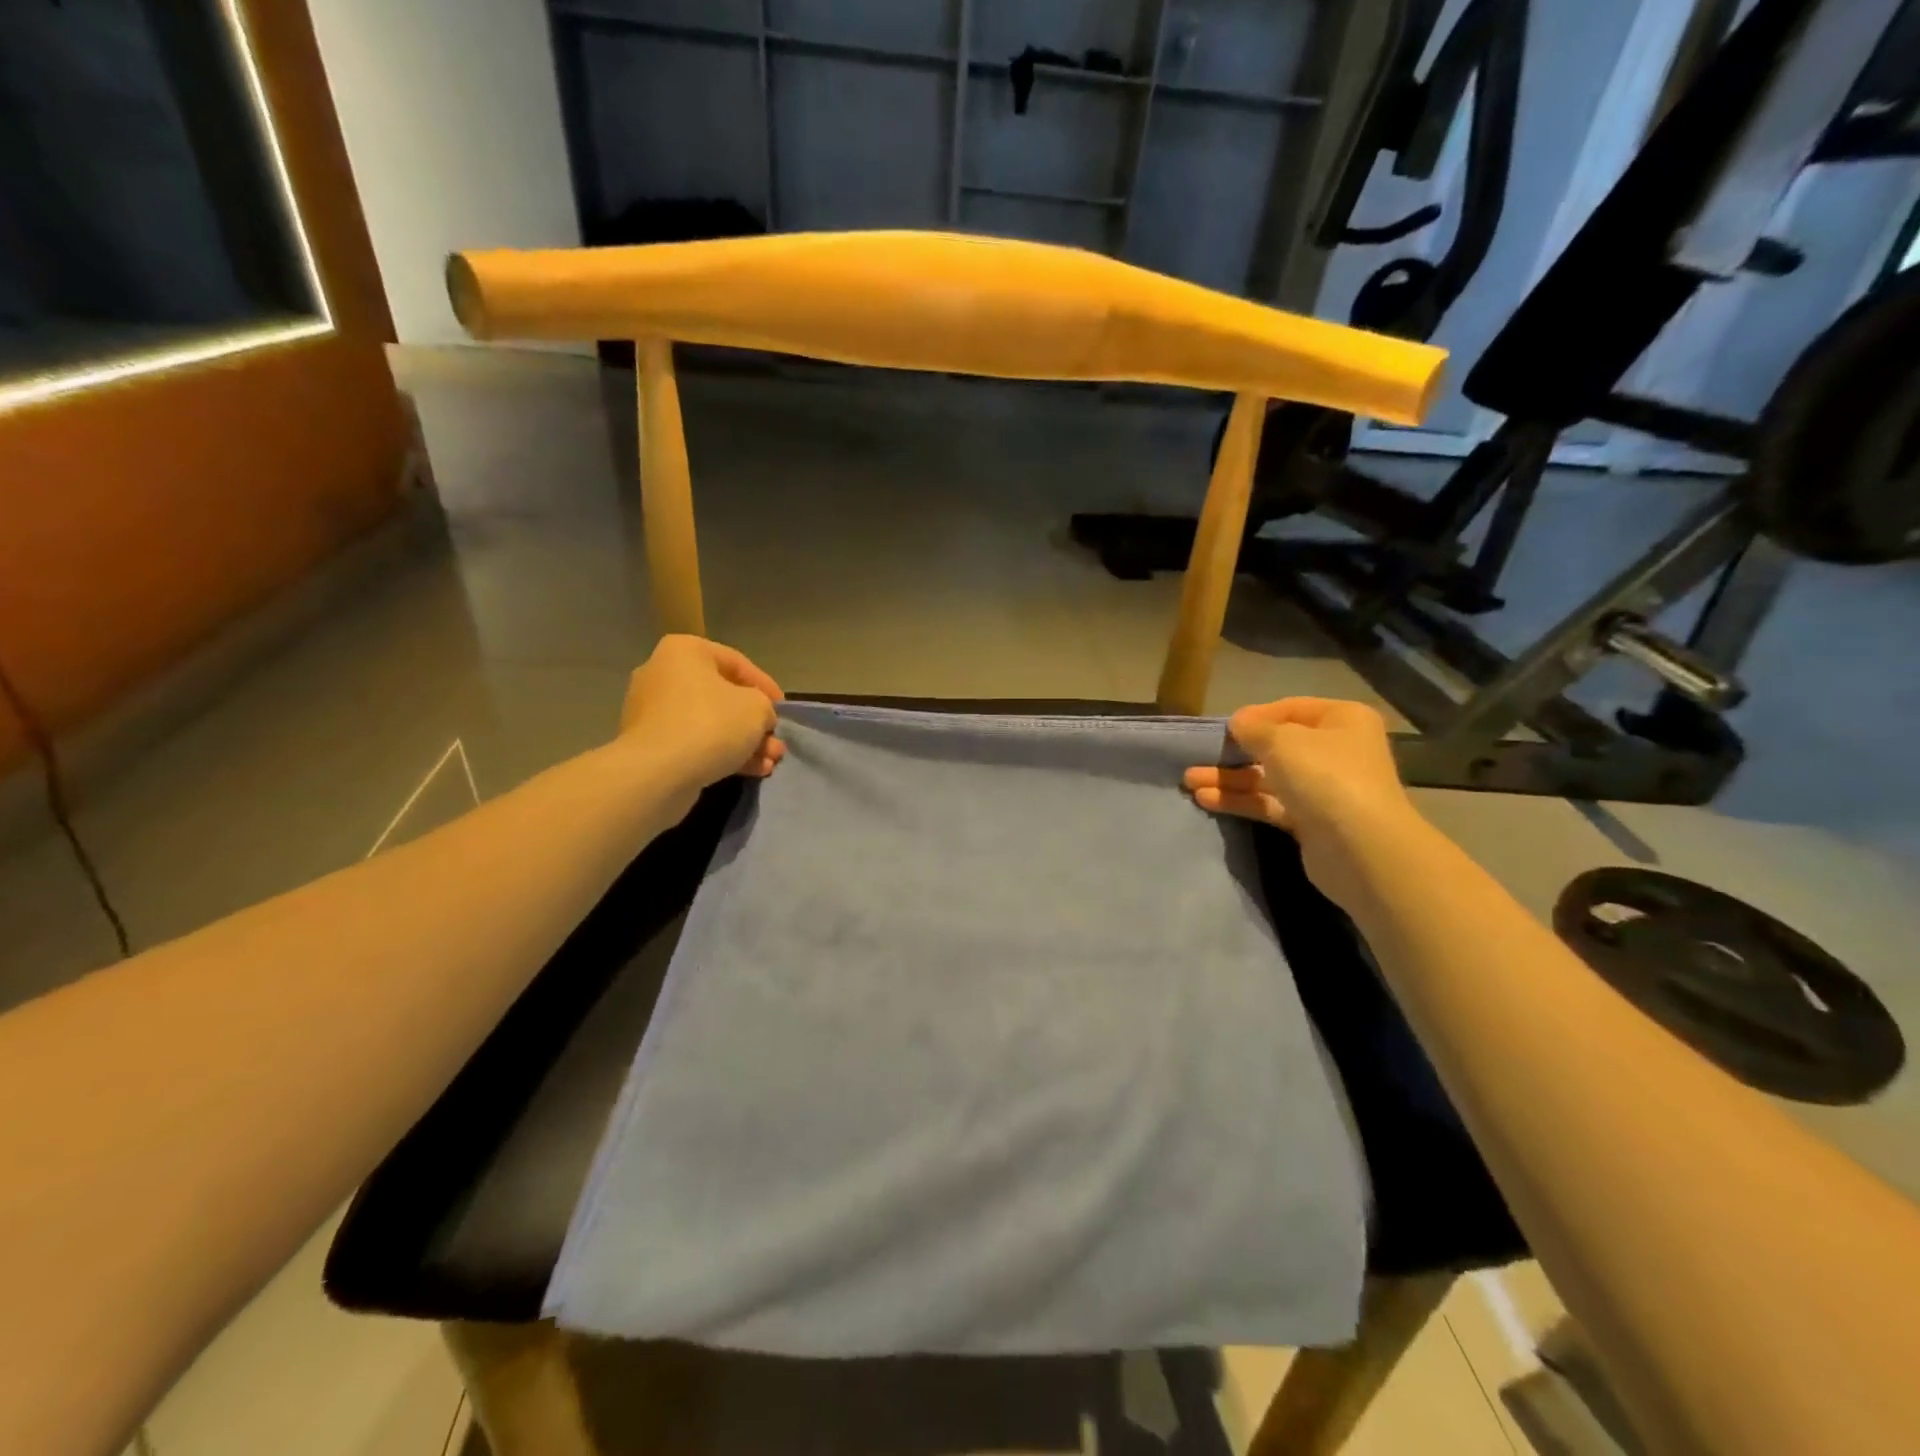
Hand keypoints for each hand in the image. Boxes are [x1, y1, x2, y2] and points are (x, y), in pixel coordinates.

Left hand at [619, 635, 785, 791]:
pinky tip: (751, 771)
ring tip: (770, 762)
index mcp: (685, 651)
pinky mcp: (649, 744)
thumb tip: (760, 718)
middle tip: (776, 741)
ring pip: (710, 723)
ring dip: (744, 742)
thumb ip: (765, 707)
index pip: (737, 662)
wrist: (658, 773)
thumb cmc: (711, 724)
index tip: (782, 709)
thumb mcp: (757, 708)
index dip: (766, 686)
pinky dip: (722, 753)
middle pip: (722, 697)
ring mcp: (651, 711)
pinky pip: (694, 742)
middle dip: (755, 723)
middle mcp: (663, 674)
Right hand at [1184, 698, 1420, 911]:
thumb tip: (1238, 723)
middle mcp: (1336, 750)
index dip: (1254, 717)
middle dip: (1234, 753)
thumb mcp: (1281, 741)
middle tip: (1197, 758)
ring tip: (1189, 782)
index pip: (1289, 709)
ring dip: (1230, 778)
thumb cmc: (1325, 777)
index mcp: (1341, 719)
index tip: (1221, 730)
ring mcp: (1325, 788)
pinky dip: (1241, 800)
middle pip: (1276, 746)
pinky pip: (1270, 803)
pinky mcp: (1311, 821)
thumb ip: (1253, 728)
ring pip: (1269, 777)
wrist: (1361, 849)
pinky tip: (1206, 800)